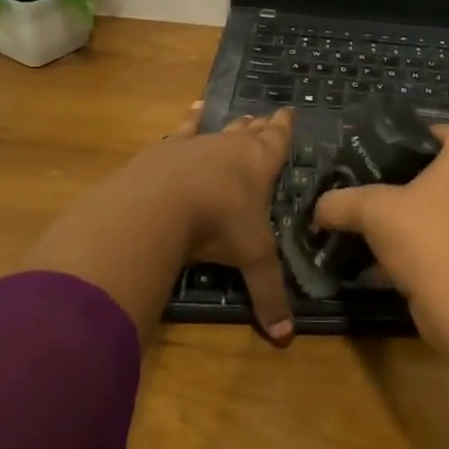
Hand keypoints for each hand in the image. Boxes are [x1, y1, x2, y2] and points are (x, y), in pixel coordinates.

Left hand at [144, 105, 296, 343]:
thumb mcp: (251, 259)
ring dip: (227, 122)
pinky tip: (192, 110)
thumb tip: (285, 339)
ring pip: (218, 128)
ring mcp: (196, 144)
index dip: (284, 128)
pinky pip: (182, 130)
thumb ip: (268, 294)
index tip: (288, 110)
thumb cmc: (219, 225)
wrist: (160, 204)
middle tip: (266, 114)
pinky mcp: (165, 150)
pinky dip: (189, 120)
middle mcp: (231, 147)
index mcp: (260, 165)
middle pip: (250, 131)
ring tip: (234, 112)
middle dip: (260, 125)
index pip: (277, 140)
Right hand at [310, 126, 448, 335]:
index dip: (403, 145)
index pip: (436, 133)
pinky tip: (411, 256)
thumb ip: (340, 202)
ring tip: (391, 228)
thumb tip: (318, 210)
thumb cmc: (424, 240)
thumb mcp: (371, 212)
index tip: (377, 163)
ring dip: (427, 213)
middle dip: (413, 183)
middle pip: (446, 169)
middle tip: (379, 196)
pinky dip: (442, 238)